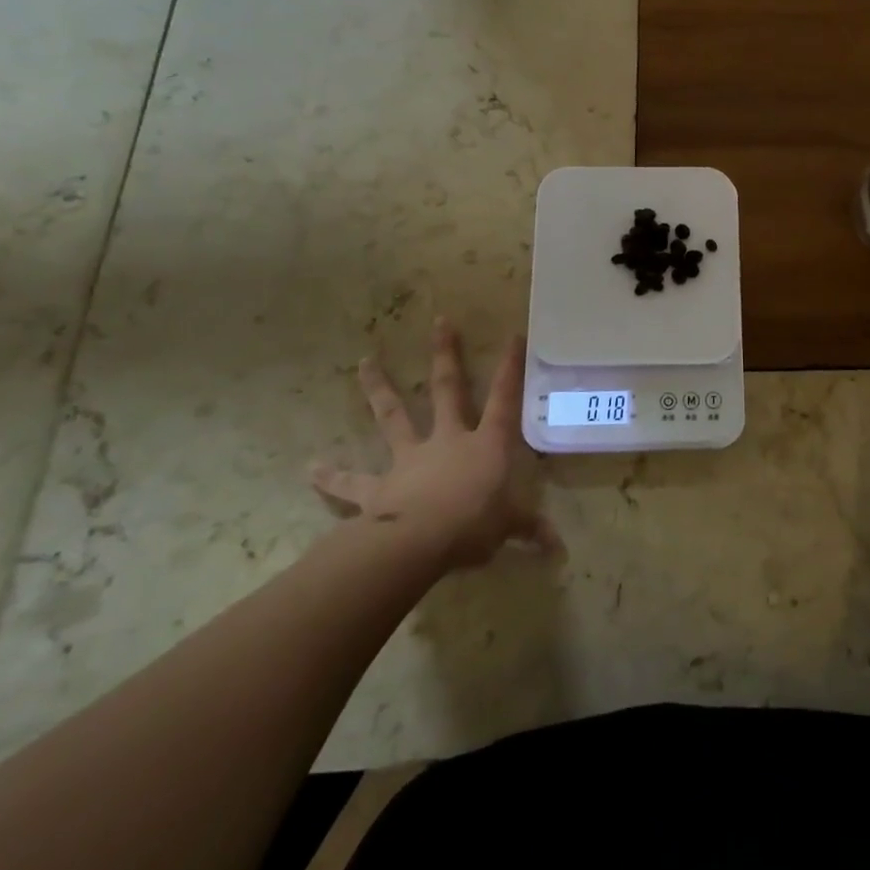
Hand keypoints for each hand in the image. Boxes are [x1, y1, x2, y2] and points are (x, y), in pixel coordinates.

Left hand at [310, 319, 559, 572]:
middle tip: (440, 321)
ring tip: (363, 361)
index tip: (513, 335)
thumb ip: (529, 530)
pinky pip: (352, 484)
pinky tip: (310, 468)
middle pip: (448, 389)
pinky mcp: (379, 488)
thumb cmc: (474, 524)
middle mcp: (448, 440)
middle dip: (446, 354)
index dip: (510, 368)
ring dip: (379, 389)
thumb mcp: (509, 527)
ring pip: (394, 416)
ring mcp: (410, 459)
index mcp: (485, 444)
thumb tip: (558, 548)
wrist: (419, 542)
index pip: (504, 399)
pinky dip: (332, 478)